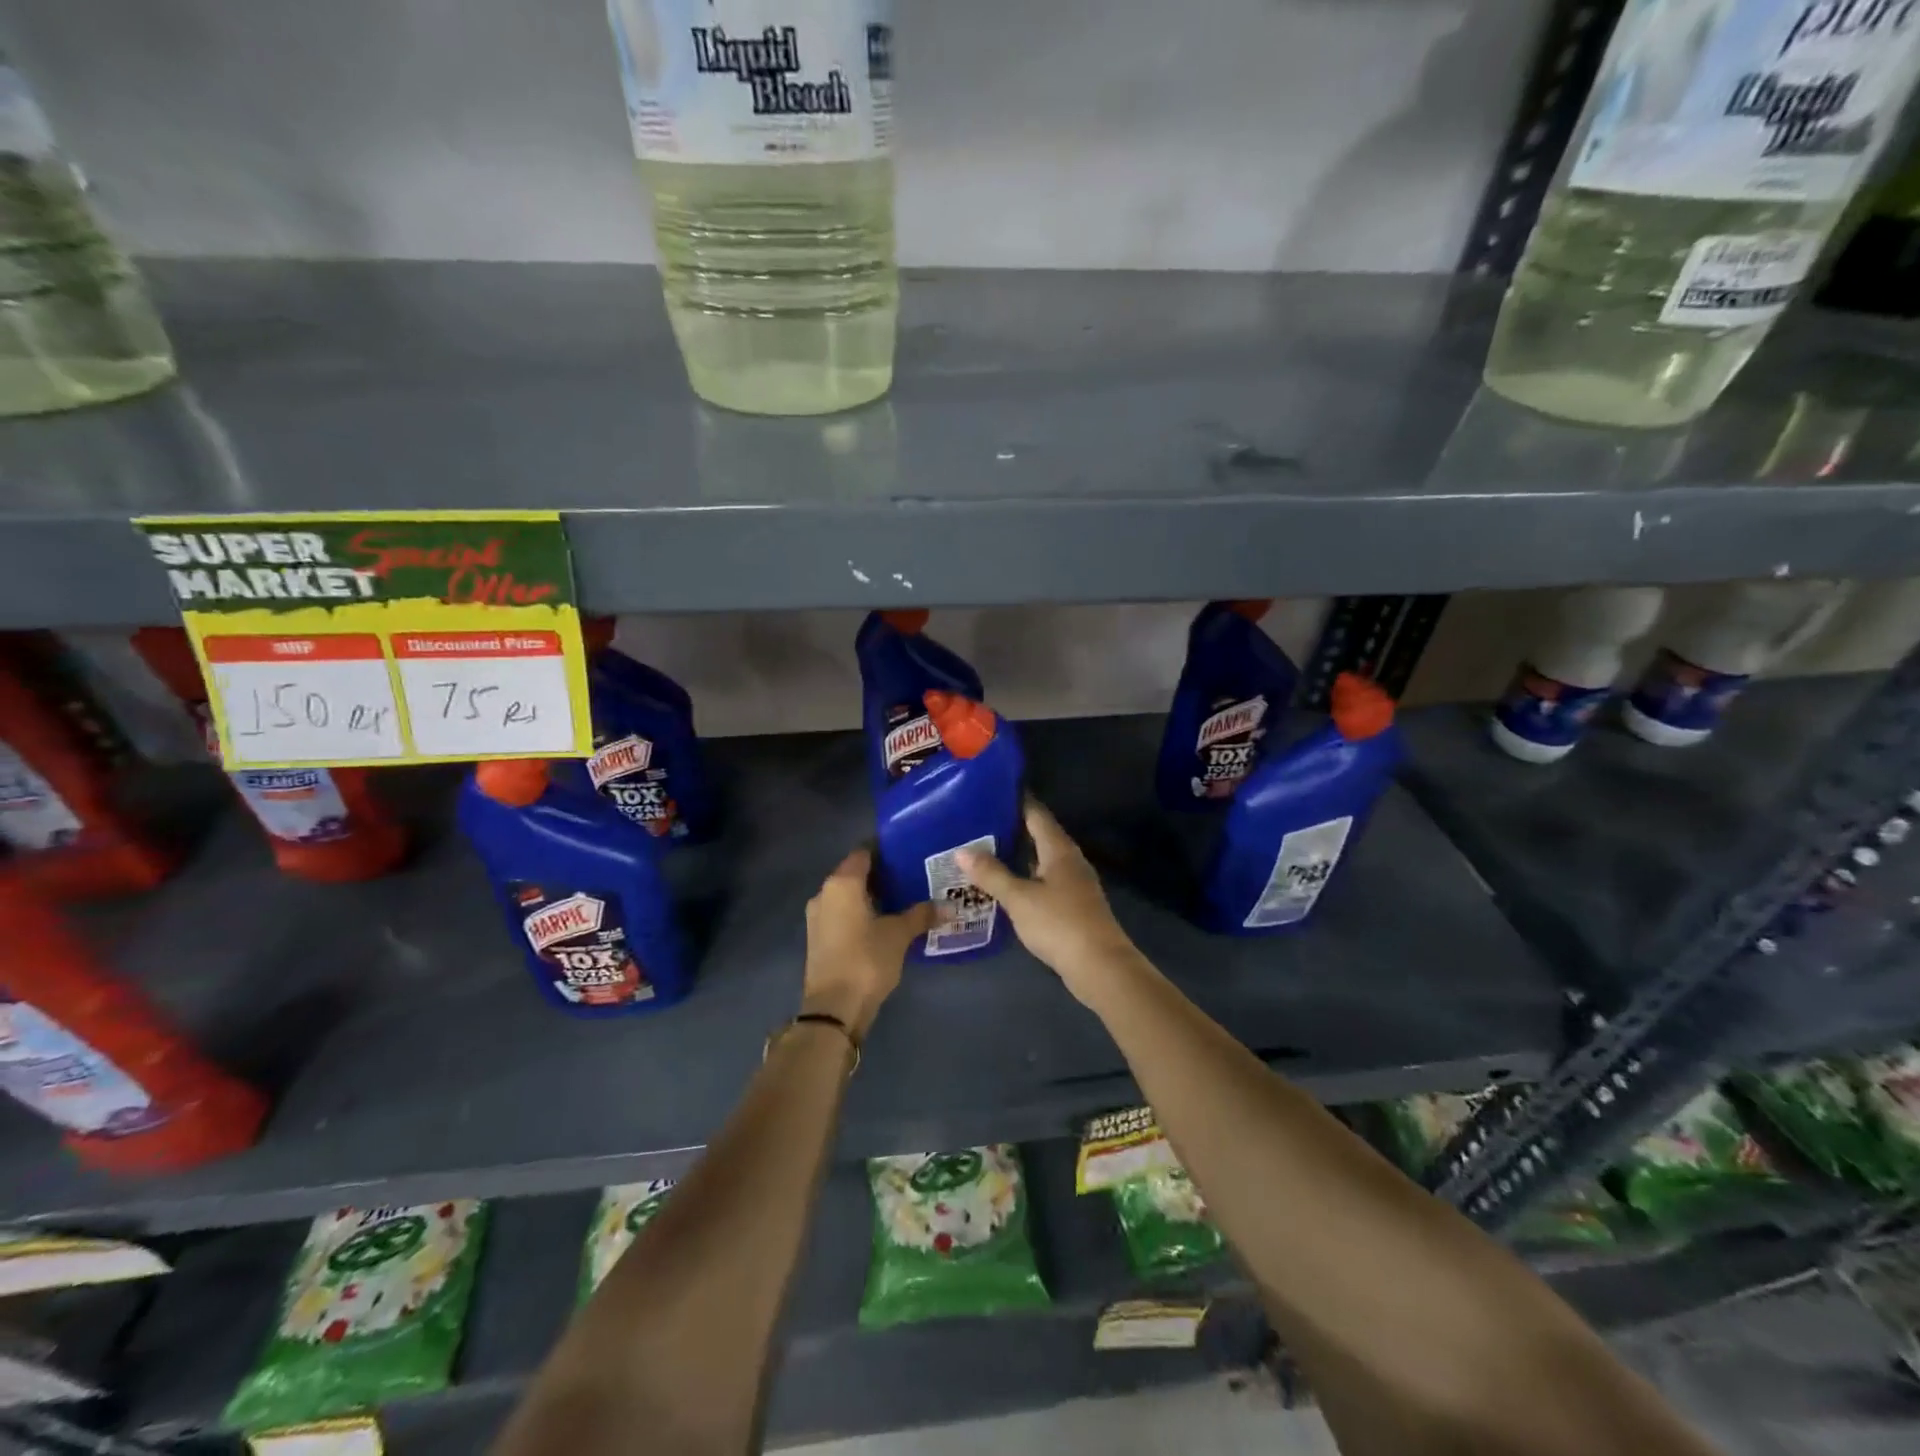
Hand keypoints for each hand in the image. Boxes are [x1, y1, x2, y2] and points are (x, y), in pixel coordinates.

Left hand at [802, 847, 934, 1038]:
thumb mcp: (899, 934)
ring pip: (848, 895)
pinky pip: (843, 913)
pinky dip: (862, 912)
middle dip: (882, 873)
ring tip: (904, 897)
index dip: (885, 849)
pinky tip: (885, 921)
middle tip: (913, 874)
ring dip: (872, 895)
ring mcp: (818, 917)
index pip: (864, 852)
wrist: (834, 1009)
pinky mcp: (819, 938)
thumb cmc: (866, 960)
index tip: (909, 850)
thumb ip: (922, 915)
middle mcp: (825, 893)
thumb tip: (949, 906)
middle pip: (855, 873)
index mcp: (842, 883)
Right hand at [957, 800, 1141, 1003]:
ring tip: (985, 851)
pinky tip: (1006, 885)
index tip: (990, 792)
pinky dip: (1025, 877)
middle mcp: (1069, 860)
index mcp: (1059, 849)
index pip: (1036, 813)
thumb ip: (991, 874)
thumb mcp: (1019, 898)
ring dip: (1018, 855)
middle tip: (978, 822)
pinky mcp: (1073, 905)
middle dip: (1012, 828)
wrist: (1100, 966)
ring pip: (1042, 859)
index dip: (1016, 801)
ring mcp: (1074, 883)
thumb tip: (961, 851)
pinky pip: (1045, 880)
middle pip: (1039, 835)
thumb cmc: (1059, 924)